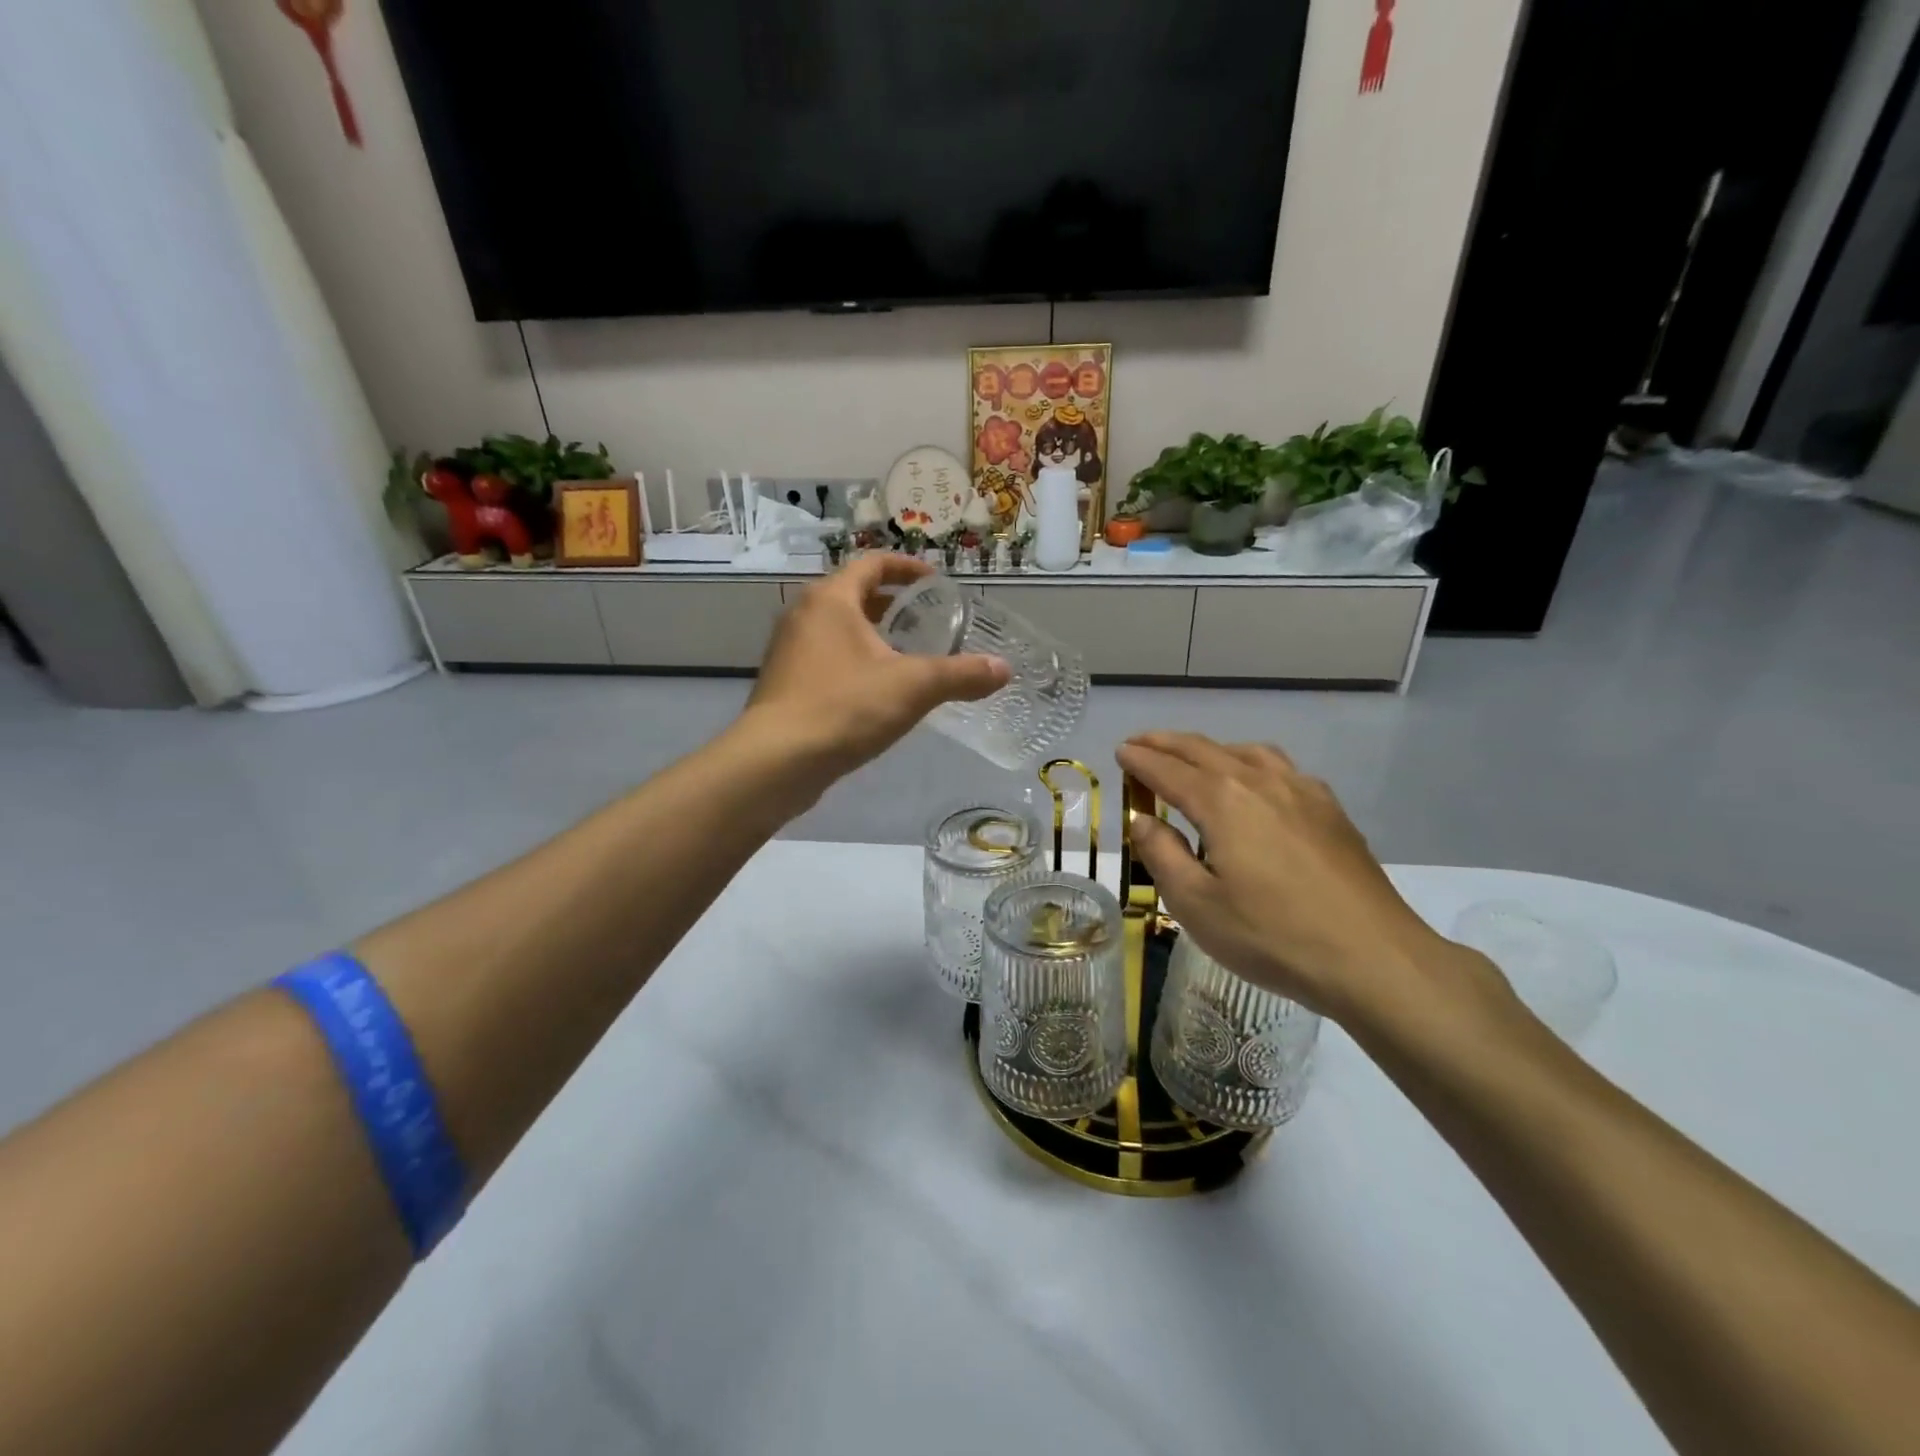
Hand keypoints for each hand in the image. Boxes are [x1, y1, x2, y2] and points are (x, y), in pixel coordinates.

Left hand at [740, 555, 1007, 782]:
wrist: (777, 761)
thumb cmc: (845, 707)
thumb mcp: (913, 687)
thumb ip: (961, 675)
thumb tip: (1004, 670)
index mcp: (831, 599)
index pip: (873, 564)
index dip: (907, 569)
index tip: (935, 582)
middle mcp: (804, 615)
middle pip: (853, 595)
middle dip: (891, 604)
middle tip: (926, 619)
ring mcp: (789, 651)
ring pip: (838, 630)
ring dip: (872, 635)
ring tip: (907, 655)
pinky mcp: (785, 684)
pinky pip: (826, 659)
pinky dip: (854, 661)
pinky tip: (876, 691)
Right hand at [1117, 733, 1489, 1025]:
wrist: (1372, 957)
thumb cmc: (1272, 935)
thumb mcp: (1196, 904)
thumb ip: (1162, 855)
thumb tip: (1143, 820)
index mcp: (1222, 800)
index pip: (1168, 770)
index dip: (1140, 760)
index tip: (1120, 752)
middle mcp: (1260, 781)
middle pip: (1204, 750)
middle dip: (1167, 743)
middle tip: (1141, 743)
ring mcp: (1302, 791)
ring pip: (1246, 752)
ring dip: (1210, 748)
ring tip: (1193, 757)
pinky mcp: (1330, 810)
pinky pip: (1280, 767)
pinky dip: (1250, 761)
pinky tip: (1256, 782)